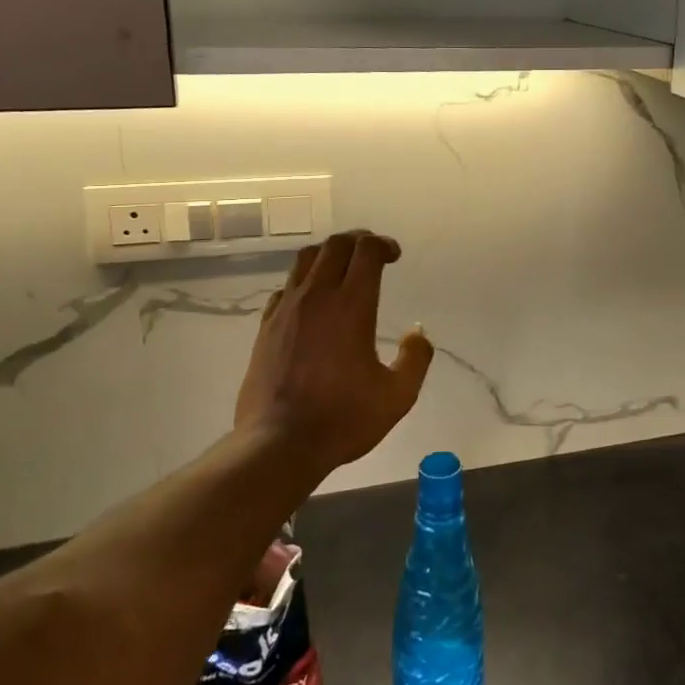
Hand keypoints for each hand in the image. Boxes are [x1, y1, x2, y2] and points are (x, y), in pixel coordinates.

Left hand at [235, 230, 433, 474]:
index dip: (383, 244)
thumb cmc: (343, 419)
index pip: (366, 251)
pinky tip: (313, 302)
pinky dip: (304, 282)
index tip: (394, 256)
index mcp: (351, 306)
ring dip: (329, 254)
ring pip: (305, 259)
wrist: (279, 444)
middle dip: (358, 240)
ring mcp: (286, 310)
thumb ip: (416, 359)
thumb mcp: (398, 396)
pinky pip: (286, 288)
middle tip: (373, 255)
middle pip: (335, 245)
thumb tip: (418, 334)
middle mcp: (317, 297)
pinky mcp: (266, 327)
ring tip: (343, 269)